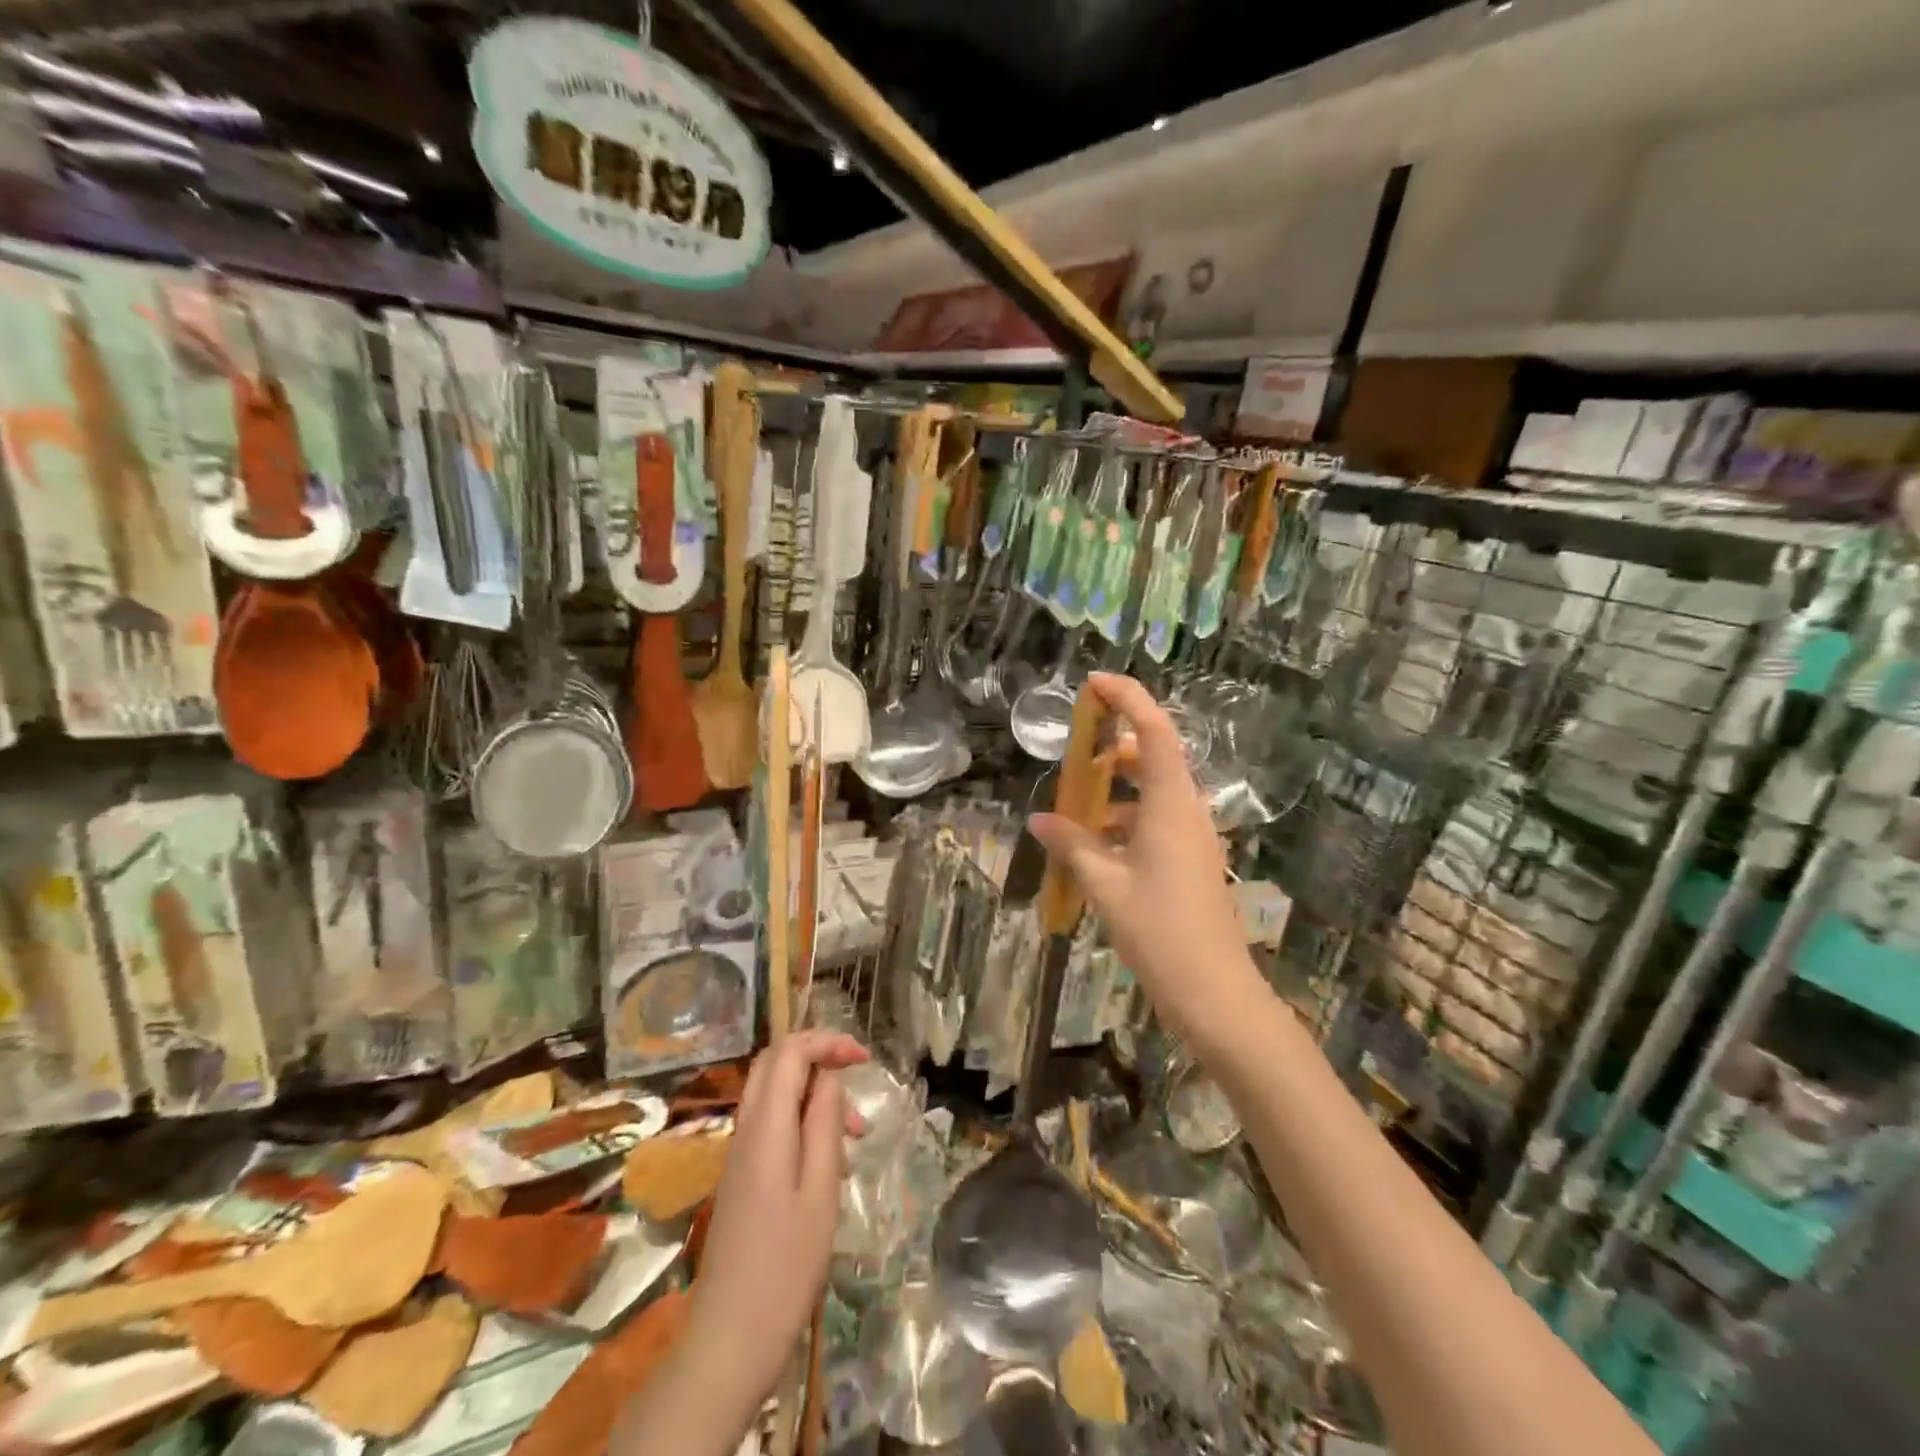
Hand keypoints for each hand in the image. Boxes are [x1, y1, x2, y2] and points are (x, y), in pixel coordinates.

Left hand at [684, 1030, 869, 1404]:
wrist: (729, 1338)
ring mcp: (740, 1153)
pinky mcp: (741, 1176)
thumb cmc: (785, 1267)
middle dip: (817, 1055)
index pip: (790, 1053)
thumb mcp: (821, 1191)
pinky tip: (828, 1162)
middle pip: (774, 1063)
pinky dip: (801, 1120)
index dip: (827, 1042)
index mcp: (766, 1127)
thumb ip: (825, 1125)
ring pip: (774, 1092)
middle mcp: (747, 1129)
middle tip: (855, 1076)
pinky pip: (771, 1123)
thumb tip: (830, 1078)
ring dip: (813, 1093)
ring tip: (854, 1135)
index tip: (864, 1058)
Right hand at [1029, 672, 1260, 1044]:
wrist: (1214, 992)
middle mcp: (1187, 811)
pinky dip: (1123, 823)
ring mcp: (1193, 837)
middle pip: (1153, 758)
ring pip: (1152, 793)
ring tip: (1073, 810)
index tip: (1093, 684)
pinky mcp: (1190, 861)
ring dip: (1114, 792)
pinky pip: (1154, 823)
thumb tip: (1039, 819)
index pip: (1154, 731)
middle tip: (1073, 755)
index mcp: (1171, 805)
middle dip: (1111, 749)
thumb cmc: (1159, 930)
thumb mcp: (1105, 884)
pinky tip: (1093, 850)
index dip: (1127, 699)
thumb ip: (1072, 845)